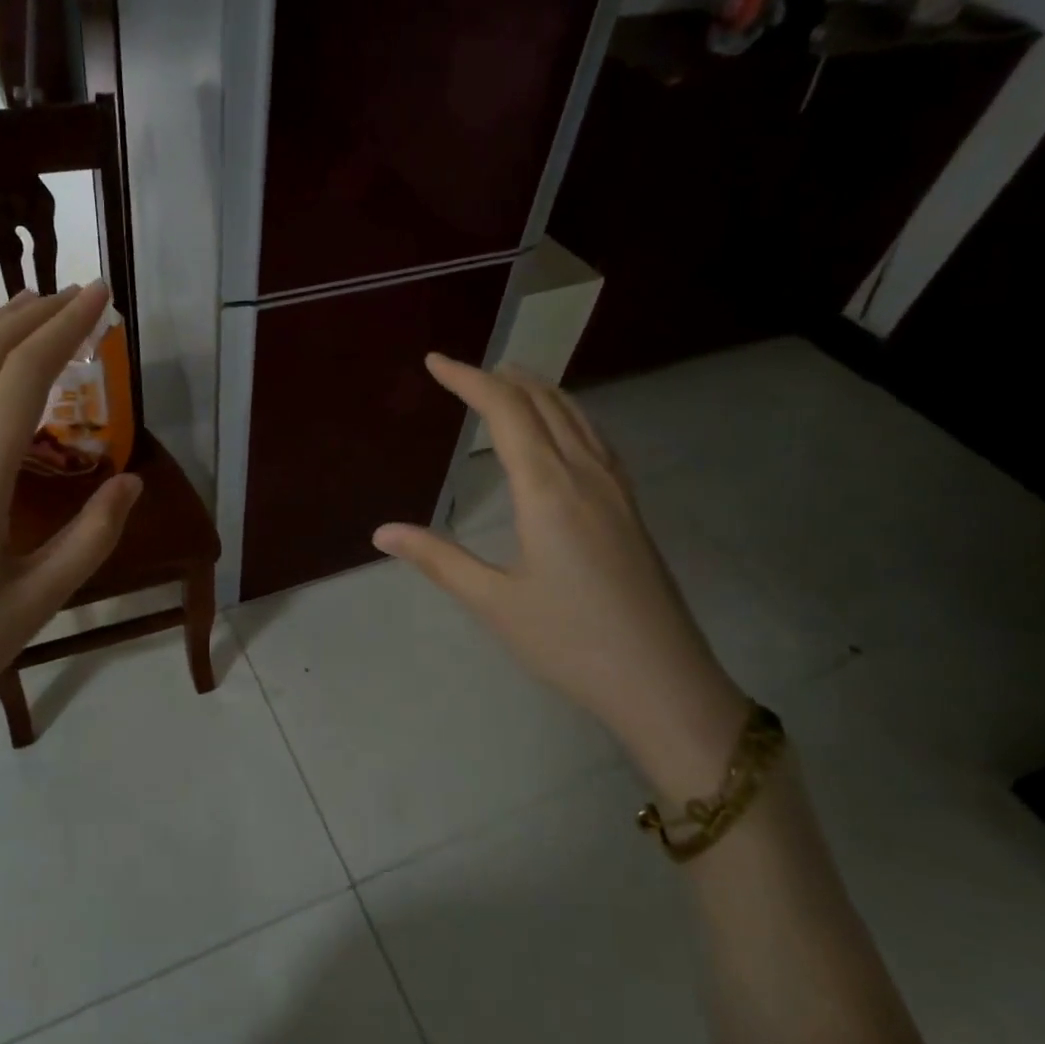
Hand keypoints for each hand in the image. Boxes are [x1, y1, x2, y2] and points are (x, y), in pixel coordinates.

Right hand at [373, 355, 748, 800]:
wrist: (663, 681)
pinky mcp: (630, 507)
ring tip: (507, 383)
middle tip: (463, 371)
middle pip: (543, 402)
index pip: (505, 411)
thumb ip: (437, 559)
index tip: (435, 362)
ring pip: (576, 416)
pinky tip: (559, 431)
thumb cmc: (570, 642)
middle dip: (501, 378)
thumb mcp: (493, 603)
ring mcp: (615, 489)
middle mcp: (585, 474)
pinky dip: (566, 415)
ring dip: (537, 390)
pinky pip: (594, 438)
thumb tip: (382, 531)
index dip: (468, 379)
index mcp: (547, 489)